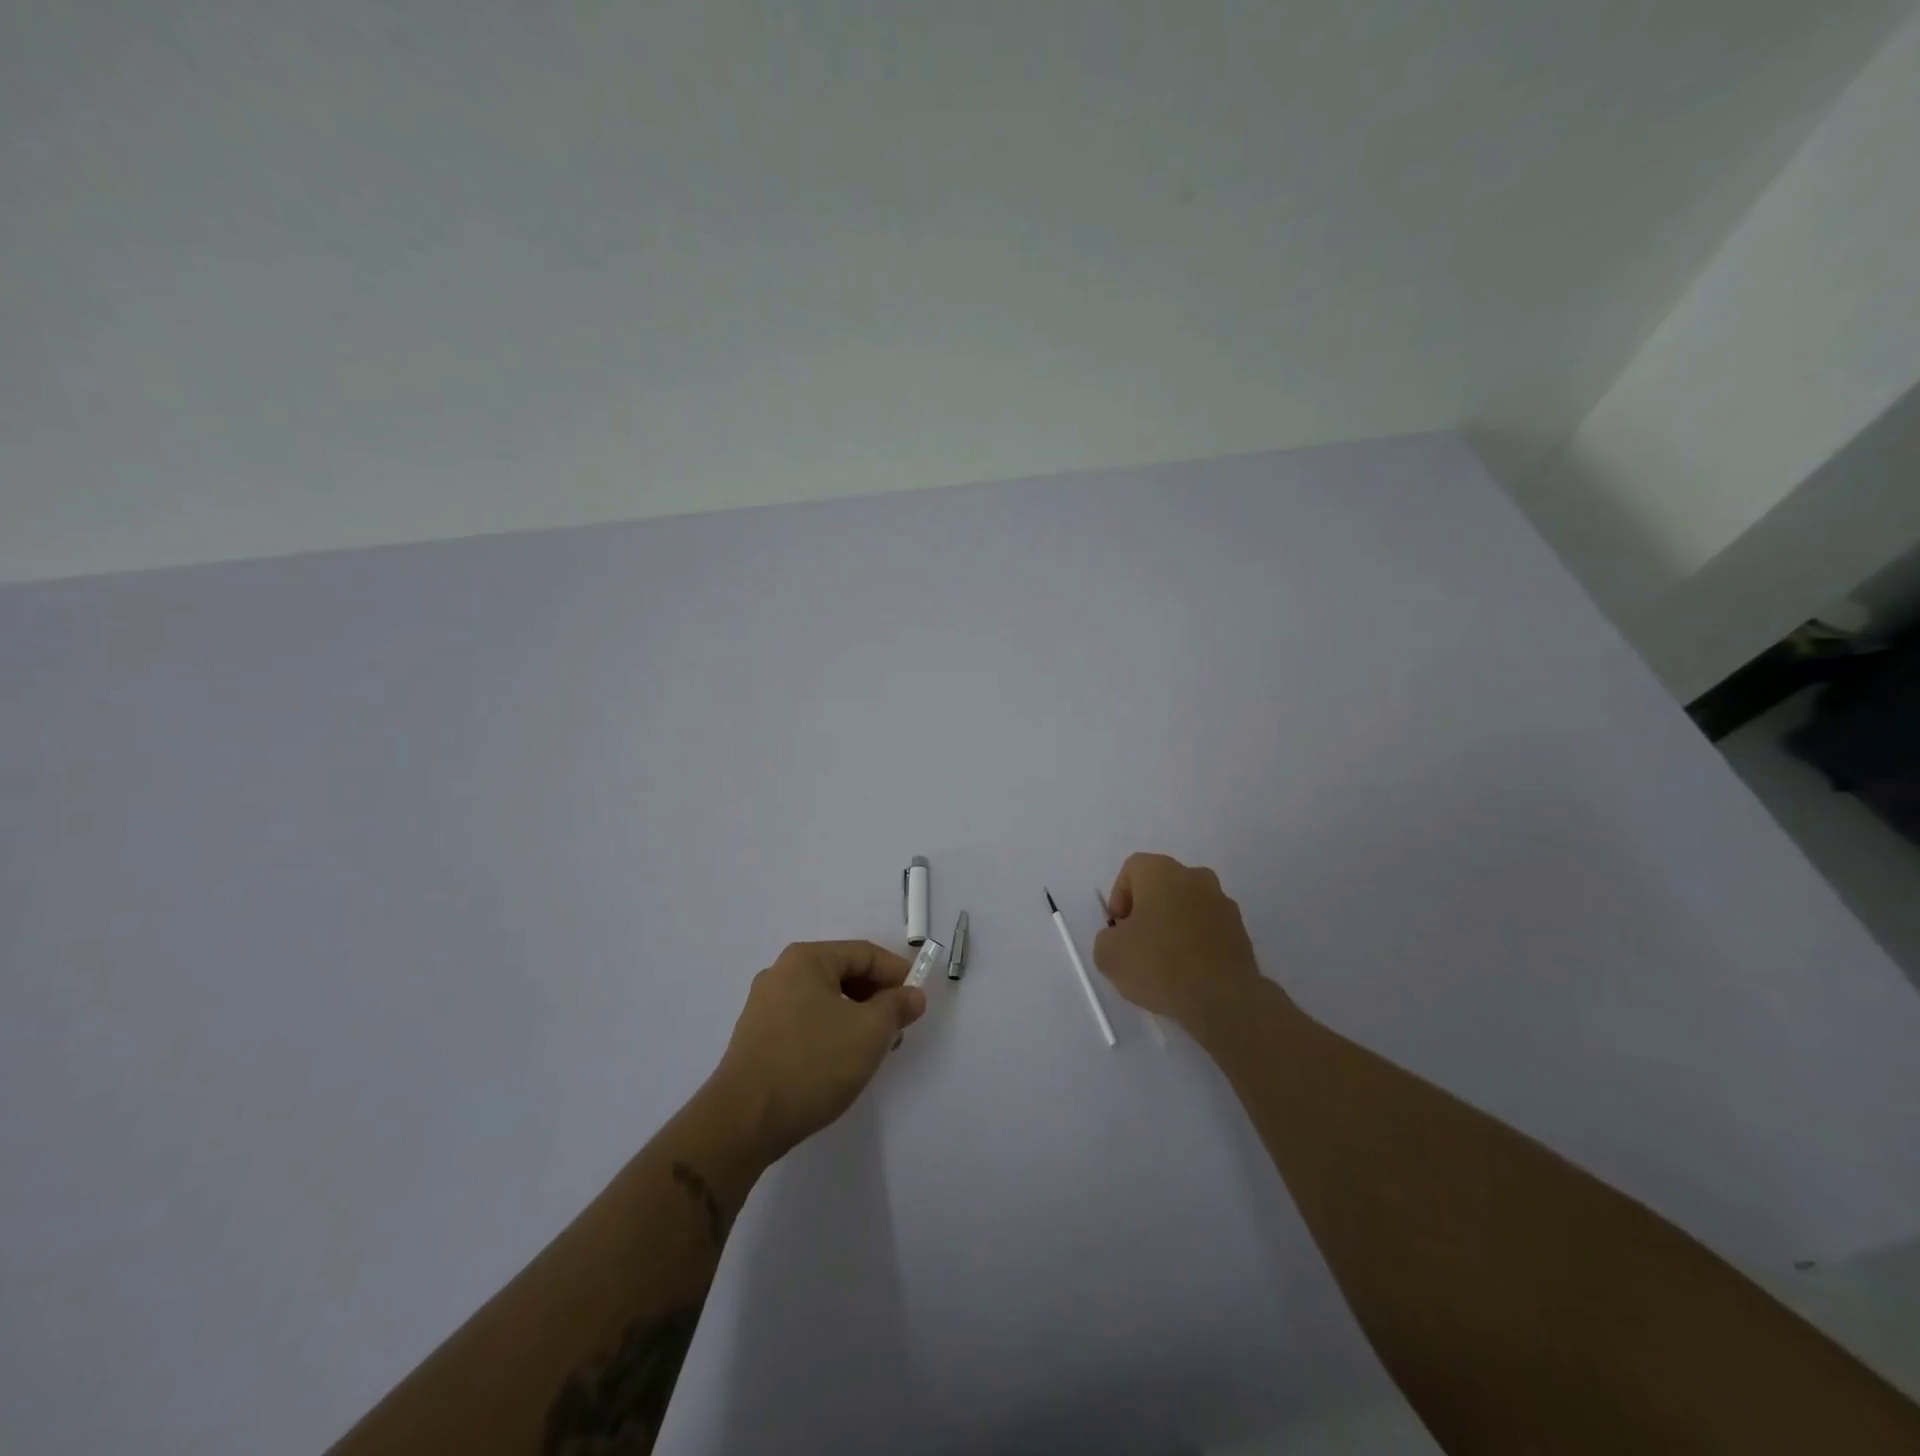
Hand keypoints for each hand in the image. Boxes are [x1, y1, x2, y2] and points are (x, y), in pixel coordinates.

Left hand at [709, 941, 926, 1161]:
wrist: (743, 1121)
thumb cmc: (812, 1063)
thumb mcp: (870, 1032)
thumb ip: (897, 1007)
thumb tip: (913, 995)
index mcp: (806, 959)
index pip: (864, 953)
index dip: (898, 973)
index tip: (918, 1002)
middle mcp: (782, 973)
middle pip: (844, 974)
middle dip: (877, 998)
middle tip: (899, 1028)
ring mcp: (765, 1006)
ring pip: (826, 1000)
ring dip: (856, 1018)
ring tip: (874, 1050)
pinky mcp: (758, 1038)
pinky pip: (807, 1022)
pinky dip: (832, 1033)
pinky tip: (842, 1062)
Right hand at [1093, 853, 1264, 1032]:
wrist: (1223, 999)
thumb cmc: (1159, 965)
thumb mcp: (1108, 955)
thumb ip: (1107, 938)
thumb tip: (1120, 939)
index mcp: (1161, 872)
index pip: (1132, 870)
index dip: (1119, 898)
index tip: (1120, 930)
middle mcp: (1195, 877)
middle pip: (1162, 887)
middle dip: (1147, 912)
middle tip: (1138, 946)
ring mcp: (1223, 903)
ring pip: (1187, 908)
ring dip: (1174, 927)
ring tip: (1166, 965)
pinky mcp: (1241, 931)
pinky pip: (1208, 930)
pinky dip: (1196, 944)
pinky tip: (1190, 974)